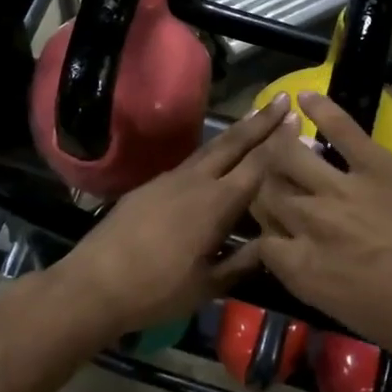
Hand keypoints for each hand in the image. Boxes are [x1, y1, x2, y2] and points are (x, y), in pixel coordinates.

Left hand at [42, 94, 290, 344]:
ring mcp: (169, 179)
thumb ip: (243, 262)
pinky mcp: (149, 186)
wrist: (94, 283)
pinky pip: (189, 162)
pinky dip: (211, 153)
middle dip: (260, 121)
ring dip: (235, 133)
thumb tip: (274, 242)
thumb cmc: (157, 291)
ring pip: (209, 149)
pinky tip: (215, 158)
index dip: (278, 142)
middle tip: (282, 100)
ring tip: (254, 119)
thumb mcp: (209, 285)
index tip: (296, 119)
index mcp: (216, 204)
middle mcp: (195, 181)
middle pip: (233, 144)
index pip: (256, 165)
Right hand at [252, 93, 391, 378]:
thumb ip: (317, 282)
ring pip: (289, 156)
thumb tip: (307, 260)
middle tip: (273, 185)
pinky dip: (322, 108)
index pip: (260, 242)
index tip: (274, 235)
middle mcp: (311, 225)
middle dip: (264, 190)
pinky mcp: (379, 165)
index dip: (262, 236)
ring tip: (276, 138)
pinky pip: (342, 128)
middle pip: (267, 194)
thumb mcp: (352, 318)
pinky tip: (304, 96)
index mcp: (304, 271)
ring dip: (277, 148)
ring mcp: (343, 189)